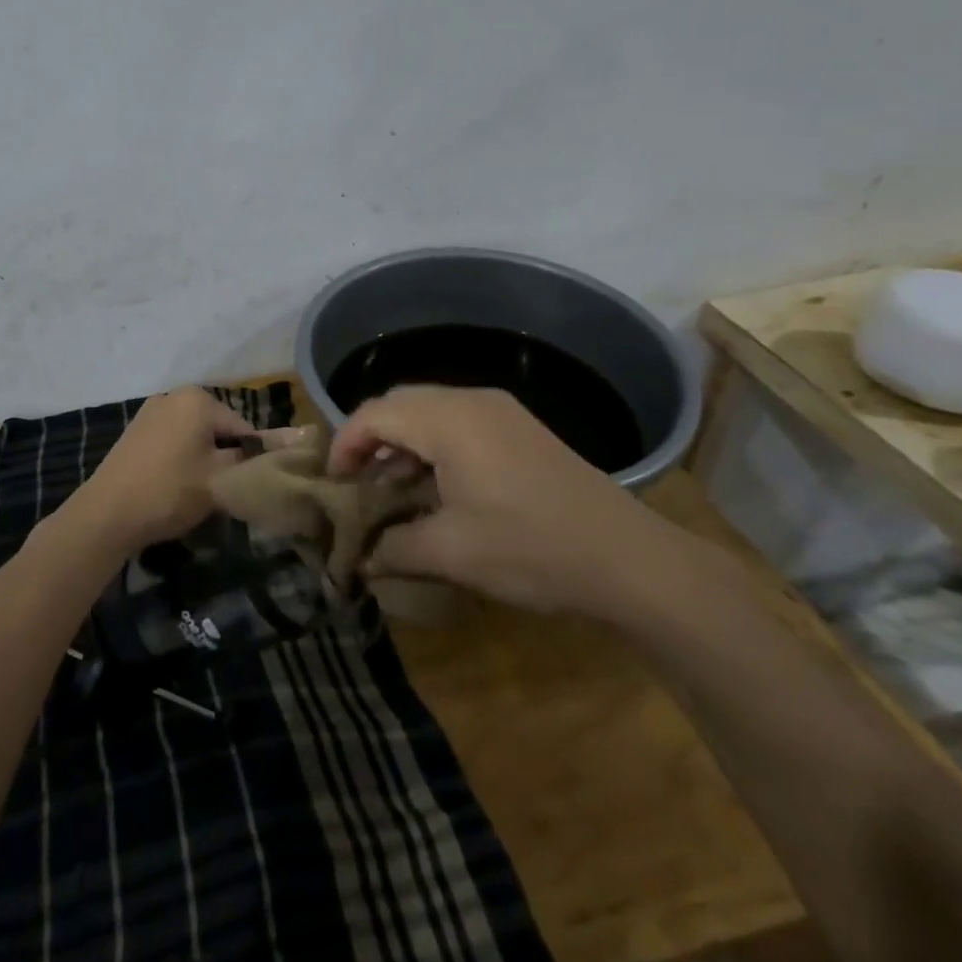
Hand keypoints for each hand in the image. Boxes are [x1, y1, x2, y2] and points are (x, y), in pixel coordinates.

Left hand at [73, 388, 289, 552]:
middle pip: (219, 428)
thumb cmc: (171, 490)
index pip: (244, 428)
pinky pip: (172, 440)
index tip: (251, 486)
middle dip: (226, 457)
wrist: (107, 514)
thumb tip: (293, 443)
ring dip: (204, 459)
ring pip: (195, 435)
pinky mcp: (135, 430)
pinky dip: (181, 458)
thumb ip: (255, 460)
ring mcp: (150, 411)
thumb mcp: (221, 479)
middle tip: (225, 492)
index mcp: (198, 399)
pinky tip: (175, 485)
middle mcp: (174, 395)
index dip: (253, 459)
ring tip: (200, 492)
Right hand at [328, 385, 691, 616]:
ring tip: (390, 487)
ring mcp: (500, 410)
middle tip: (356, 483)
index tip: (332, 484)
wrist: (629, 559)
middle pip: (399, 402)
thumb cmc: (531, 549)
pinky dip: (432, 443)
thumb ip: (392, 549)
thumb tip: (356, 561)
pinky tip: (435, 485)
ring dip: (401, 441)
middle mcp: (471, 400)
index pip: (375, 414)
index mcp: (448, 420)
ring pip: (428, 409)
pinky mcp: (519, 427)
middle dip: (369, 438)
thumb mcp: (452, 554)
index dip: (344, 444)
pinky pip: (457, 420)